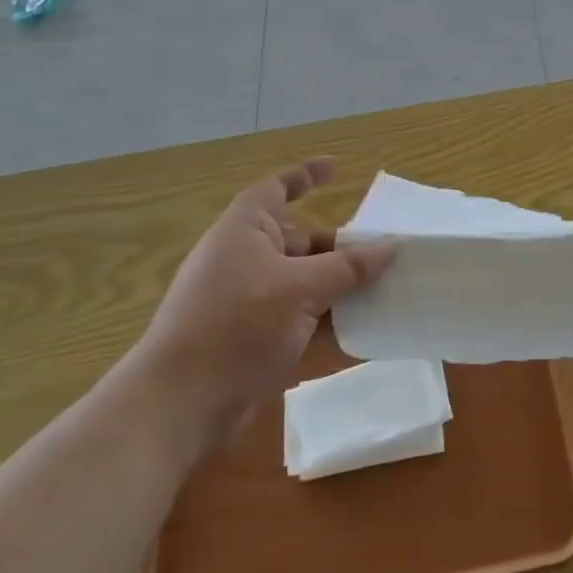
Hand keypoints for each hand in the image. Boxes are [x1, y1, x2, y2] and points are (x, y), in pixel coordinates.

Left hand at [140, 158, 393, 443]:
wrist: (181, 404)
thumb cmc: (238, 325)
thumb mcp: (301, 289)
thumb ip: (348, 267)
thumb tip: (390, 247)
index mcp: (245, 231)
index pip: (276, 189)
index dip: (304, 175)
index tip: (335, 168)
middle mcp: (245, 259)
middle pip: (300, 241)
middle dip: (341, 247)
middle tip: (385, 252)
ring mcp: (249, 301)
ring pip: (304, 282)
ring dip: (340, 286)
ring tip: (386, 289)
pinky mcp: (253, 338)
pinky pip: (299, 317)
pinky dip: (327, 320)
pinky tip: (362, 329)